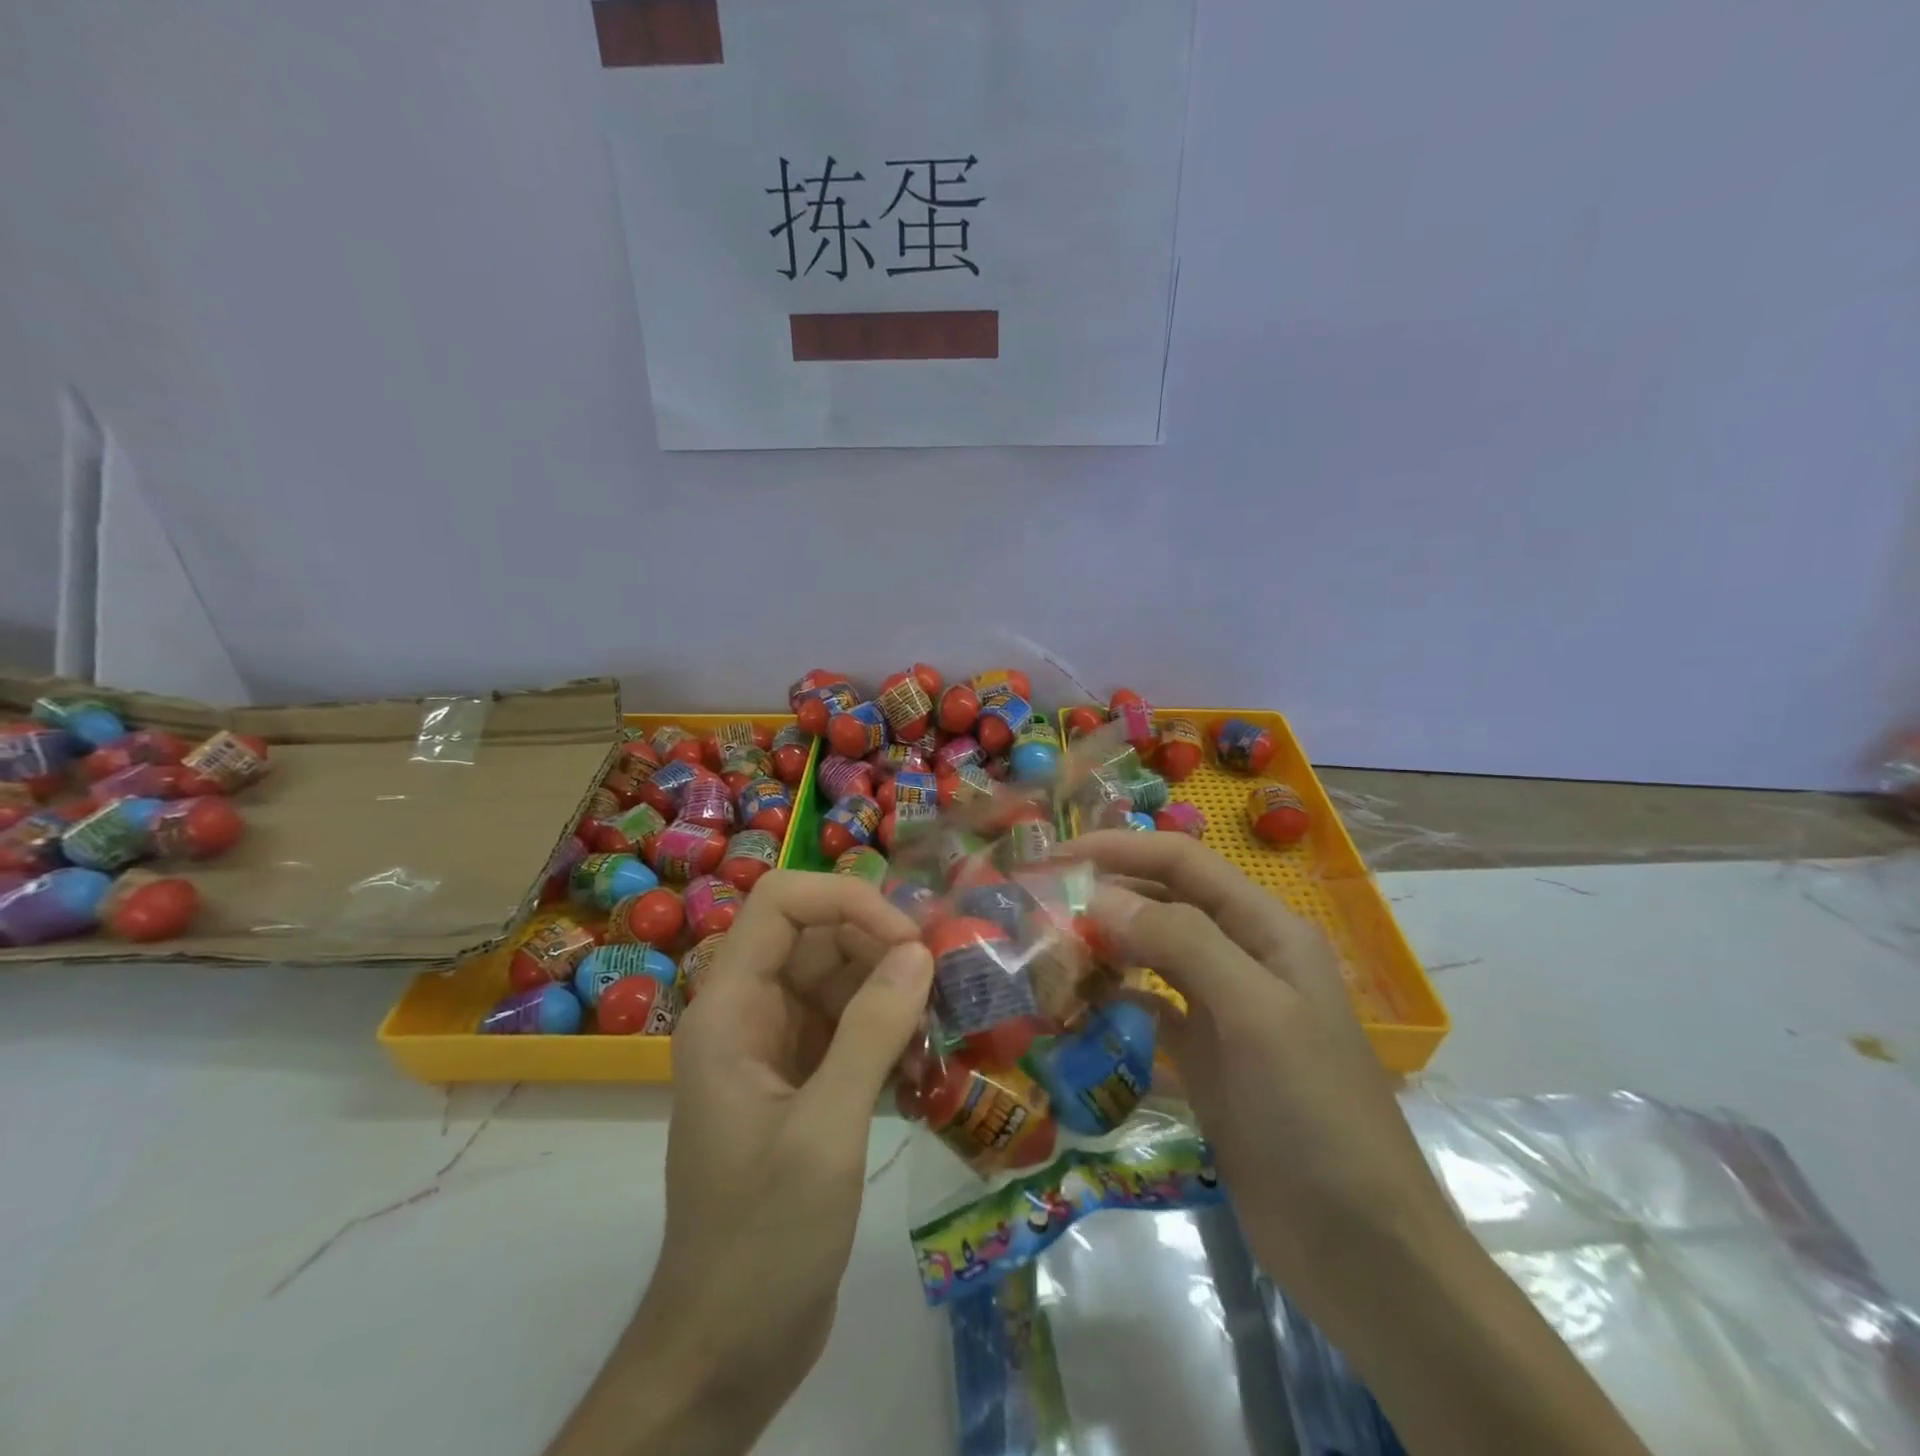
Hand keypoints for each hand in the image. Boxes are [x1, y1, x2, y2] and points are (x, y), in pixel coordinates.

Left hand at [547, 872, 930, 1455]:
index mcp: (730, 1008)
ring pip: (838, 978)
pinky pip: (848, 1024)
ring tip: (941, 1020)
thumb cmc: (762, 1240)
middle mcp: (749, 1013)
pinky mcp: (802, 1081)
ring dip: (891, 988)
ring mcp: (775, 1047)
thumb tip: (919, 951)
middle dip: (880, 945)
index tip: (908, 941)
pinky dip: (887, 1028)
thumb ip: (872, 1032)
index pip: (781, 903)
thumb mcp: (824, 1132)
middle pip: (816, 936)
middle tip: (944, 981)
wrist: (726, 1350)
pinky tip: (925, 1058)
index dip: (846, 900)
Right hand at [1072, 831, 1651, 1455]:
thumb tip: (1099, 896)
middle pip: (1162, 904)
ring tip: (1048, 957)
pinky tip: (1076, 1012)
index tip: (1055, 858)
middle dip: (1103, 899)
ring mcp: (1221, 1009)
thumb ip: (1180, 942)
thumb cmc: (1313, 1113)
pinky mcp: (1202, 1056)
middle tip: (1036, 911)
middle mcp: (1242, 956)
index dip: (1120, 849)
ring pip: (1150, 956)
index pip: (1182, 862)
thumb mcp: (1254, 1013)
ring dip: (1102, 950)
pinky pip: (1147, 1009)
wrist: (1358, 1246)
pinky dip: (1112, 1002)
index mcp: (1266, 929)